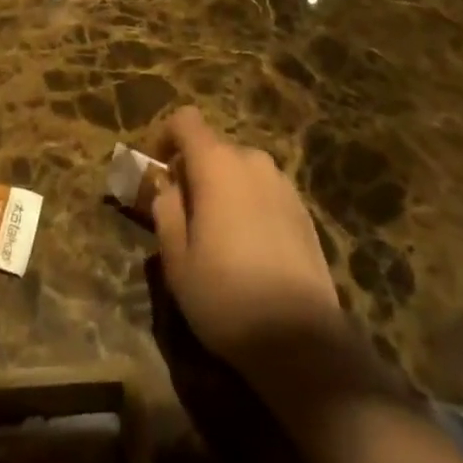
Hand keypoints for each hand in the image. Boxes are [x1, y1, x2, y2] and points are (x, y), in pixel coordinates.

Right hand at [151, 107, 353, 399]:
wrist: (303, 342)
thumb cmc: (227, 297)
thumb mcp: (176, 261)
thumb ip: (166, 212)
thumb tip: (169, 189)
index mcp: (216, 164)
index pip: (186, 120)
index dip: (166, 136)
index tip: (158, 168)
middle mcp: (252, 161)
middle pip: (214, 148)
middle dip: (195, 171)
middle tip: (185, 214)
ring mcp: (283, 184)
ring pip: (241, 171)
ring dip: (224, 189)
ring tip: (219, 235)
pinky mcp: (304, 211)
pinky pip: (265, 192)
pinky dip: (250, 205)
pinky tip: (251, 250)